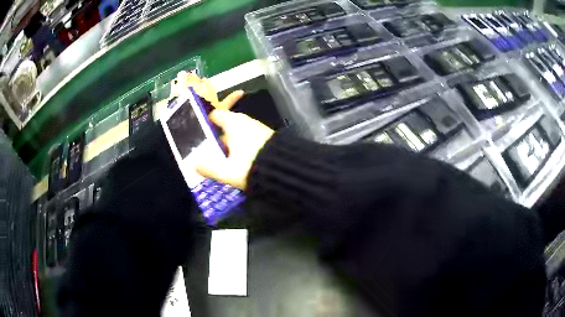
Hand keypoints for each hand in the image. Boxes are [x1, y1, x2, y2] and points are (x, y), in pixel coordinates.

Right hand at [196, 110, 273, 189]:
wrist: (285, 170)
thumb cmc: (250, 166)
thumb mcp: (226, 171)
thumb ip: (208, 168)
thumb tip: (194, 165)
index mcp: (233, 123)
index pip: (216, 115)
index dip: (207, 123)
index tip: (201, 135)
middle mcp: (246, 121)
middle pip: (226, 127)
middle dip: (219, 140)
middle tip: (212, 156)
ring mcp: (258, 128)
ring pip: (238, 135)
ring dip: (232, 147)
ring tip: (226, 163)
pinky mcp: (268, 138)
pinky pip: (250, 141)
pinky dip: (244, 149)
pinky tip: (241, 164)